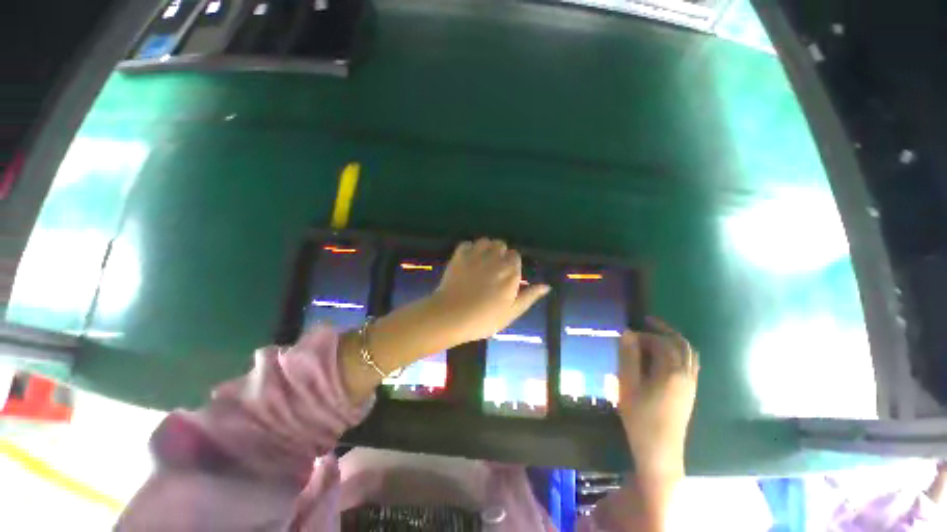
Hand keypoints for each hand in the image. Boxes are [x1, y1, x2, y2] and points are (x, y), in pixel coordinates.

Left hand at [431, 238, 549, 343]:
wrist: (452, 316)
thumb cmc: (484, 319)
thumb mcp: (511, 312)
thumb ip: (529, 296)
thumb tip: (547, 286)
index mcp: (510, 272)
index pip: (515, 256)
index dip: (511, 264)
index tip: (505, 275)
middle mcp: (496, 259)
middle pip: (501, 245)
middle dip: (499, 254)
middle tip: (492, 269)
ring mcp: (476, 255)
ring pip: (485, 241)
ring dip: (485, 248)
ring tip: (481, 261)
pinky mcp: (459, 255)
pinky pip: (467, 243)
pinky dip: (468, 249)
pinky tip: (467, 260)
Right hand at [618, 318, 698, 478]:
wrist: (660, 451)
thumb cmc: (641, 417)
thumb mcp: (628, 385)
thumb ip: (628, 357)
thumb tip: (627, 333)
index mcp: (672, 372)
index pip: (662, 343)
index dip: (645, 335)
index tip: (628, 335)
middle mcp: (686, 375)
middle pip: (682, 344)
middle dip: (665, 330)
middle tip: (647, 322)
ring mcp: (691, 385)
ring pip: (689, 354)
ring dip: (674, 341)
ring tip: (655, 336)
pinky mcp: (689, 393)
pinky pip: (689, 364)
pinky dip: (678, 353)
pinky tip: (663, 358)